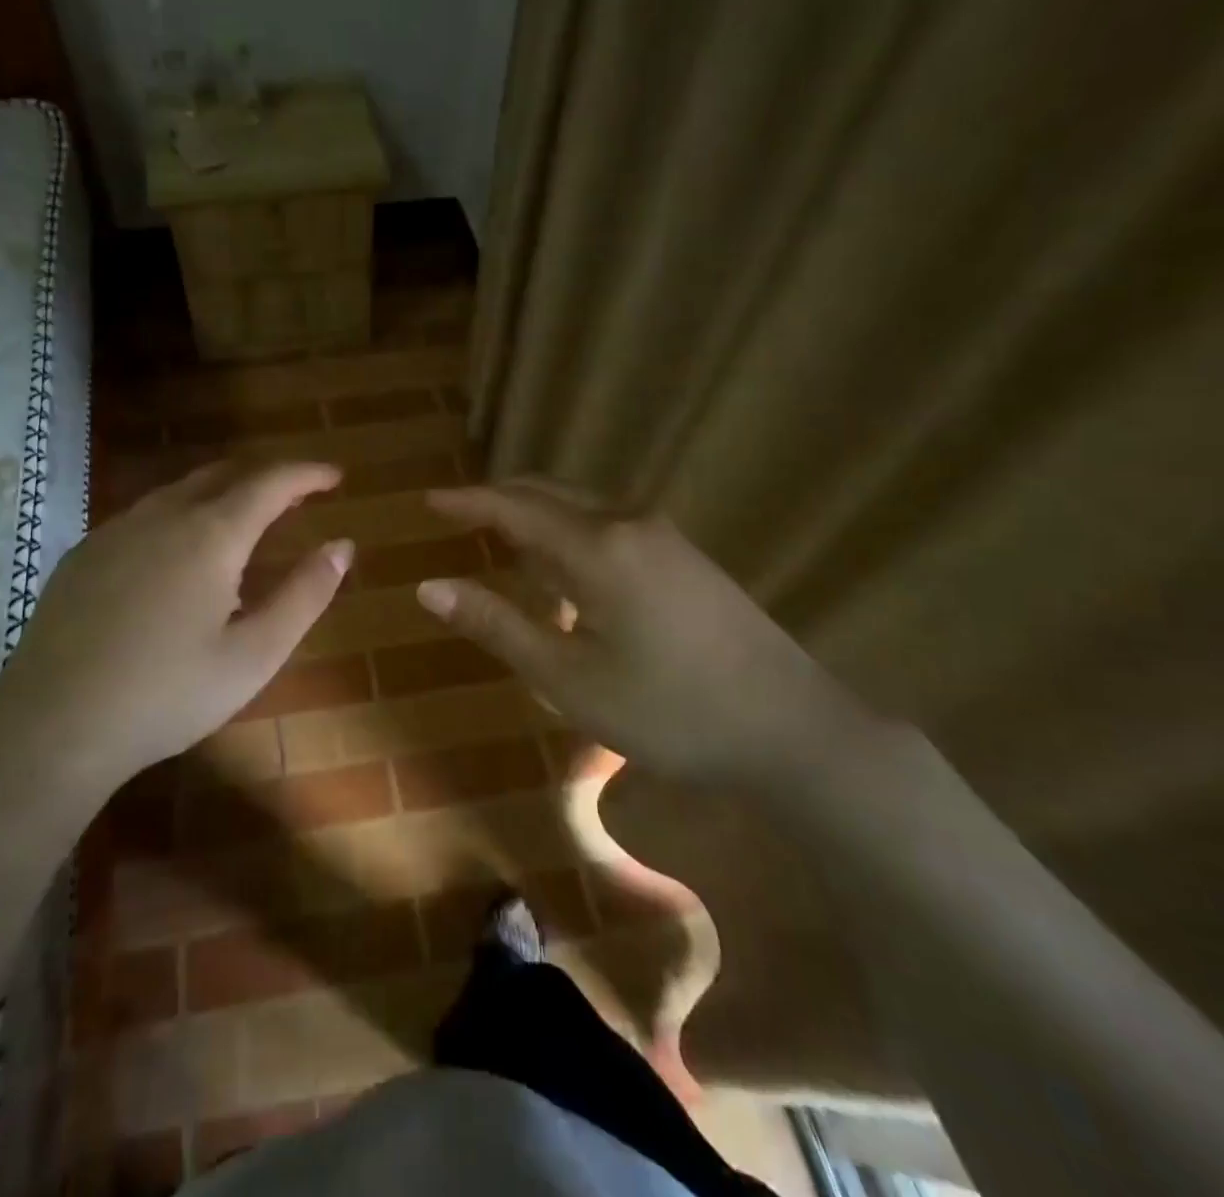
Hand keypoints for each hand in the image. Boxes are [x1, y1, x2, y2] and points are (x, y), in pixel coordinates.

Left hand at [0, 461, 351, 790]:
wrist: (53, 725)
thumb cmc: (167, 695)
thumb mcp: (254, 655)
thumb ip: (304, 594)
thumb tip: (342, 546)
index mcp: (210, 535)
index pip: (270, 482)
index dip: (306, 473)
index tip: (334, 476)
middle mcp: (162, 516)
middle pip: (223, 474)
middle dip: (266, 476)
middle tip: (297, 494)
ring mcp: (116, 530)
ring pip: (180, 490)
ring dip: (222, 492)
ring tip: (245, 518)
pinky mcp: (84, 553)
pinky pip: (145, 514)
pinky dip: (181, 513)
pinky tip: (179, 551)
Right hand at [416, 479, 867, 791]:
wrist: (794, 730)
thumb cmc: (669, 710)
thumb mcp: (567, 678)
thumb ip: (497, 625)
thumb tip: (429, 586)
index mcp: (598, 546)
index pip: (515, 508)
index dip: (468, 502)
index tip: (429, 500)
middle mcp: (630, 524)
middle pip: (551, 493)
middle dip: (500, 498)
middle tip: (458, 513)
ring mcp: (665, 537)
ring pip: (583, 507)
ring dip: (537, 514)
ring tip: (500, 536)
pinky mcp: (686, 558)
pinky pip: (610, 525)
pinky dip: (570, 531)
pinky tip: (564, 566)